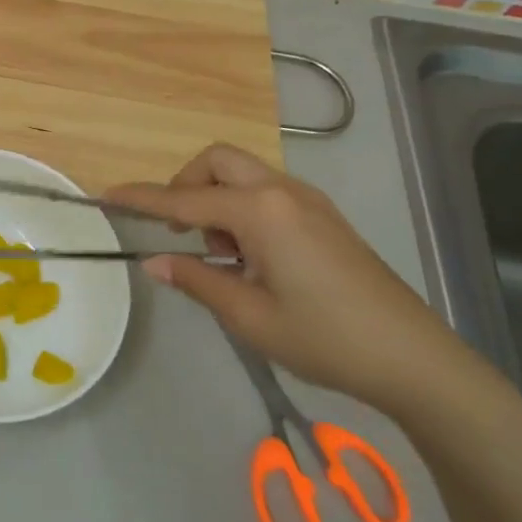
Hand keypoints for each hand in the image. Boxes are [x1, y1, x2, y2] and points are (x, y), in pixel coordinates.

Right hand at [105, 145, 470, 412]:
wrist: (417, 360)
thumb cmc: (326, 339)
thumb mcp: (249, 316)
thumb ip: (196, 279)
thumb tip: (153, 262)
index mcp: (260, 212)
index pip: (183, 199)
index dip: (141, 199)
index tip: (105, 195)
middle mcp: (282, 192)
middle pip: (217, 161)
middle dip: (186, 184)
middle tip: (181, 230)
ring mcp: (308, 201)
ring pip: (243, 173)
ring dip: (216, 198)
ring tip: (223, 255)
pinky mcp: (324, 216)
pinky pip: (266, 191)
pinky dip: (242, 208)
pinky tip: (252, 257)